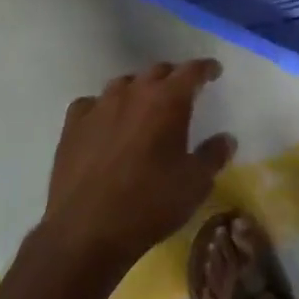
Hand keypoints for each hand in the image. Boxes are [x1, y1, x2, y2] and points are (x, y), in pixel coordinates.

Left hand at [40, 59, 235, 278]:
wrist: (87, 230)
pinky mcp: (73, 124)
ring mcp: (99, 106)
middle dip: (173, 78)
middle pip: (157, 72)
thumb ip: (213, 156)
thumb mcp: (195, 184)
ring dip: (139, 90)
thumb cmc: (150, 203)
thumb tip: (226, 138)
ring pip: (124, 84)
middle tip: (182, 92)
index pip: (191, 71)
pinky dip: (103, 108)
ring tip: (144, 106)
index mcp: (167, 101)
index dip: (205, 69)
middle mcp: (133, 93)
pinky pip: (92, 104)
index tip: (213, 71)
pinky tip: (105, 122)